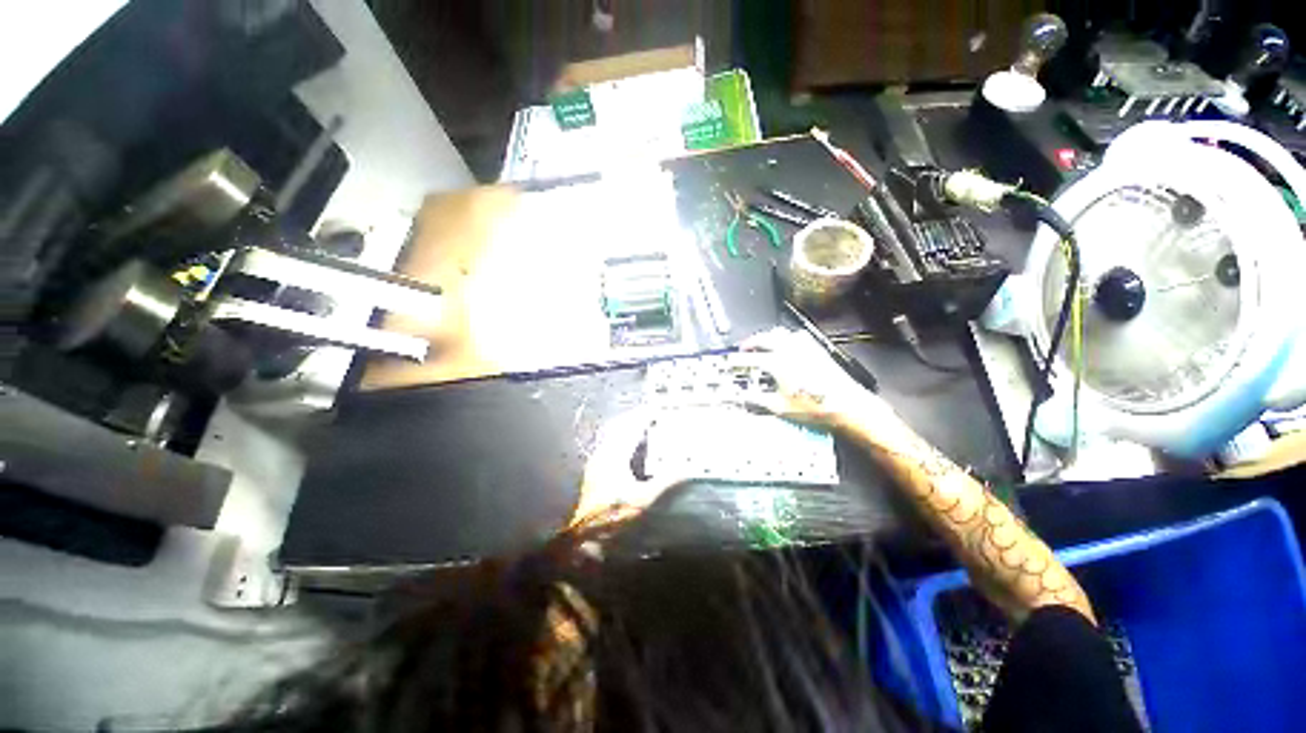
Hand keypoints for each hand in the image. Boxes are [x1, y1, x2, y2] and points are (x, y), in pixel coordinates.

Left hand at [572, 409, 683, 527]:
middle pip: (618, 427)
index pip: (631, 428)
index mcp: (615, 455)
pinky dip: (620, 437)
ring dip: (625, 426)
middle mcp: (604, 453)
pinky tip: (628, 446)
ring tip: (640, 425)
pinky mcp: (595, 468)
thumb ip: (665, 482)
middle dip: (633, 417)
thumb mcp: (644, 498)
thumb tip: (684, 469)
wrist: (587, 533)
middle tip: (649, 414)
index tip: (655, 409)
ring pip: (611, 434)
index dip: (643, 417)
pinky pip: (608, 443)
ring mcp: (597, 460)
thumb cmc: (615, 513)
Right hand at [732, 327, 898, 430]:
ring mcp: (805, 348)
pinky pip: (797, 336)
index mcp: (778, 362)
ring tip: (763, 345)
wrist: (847, 406)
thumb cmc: (815, 407)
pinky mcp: (817, 350)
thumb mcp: (780, 408)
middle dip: (752, 341)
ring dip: (769, 337)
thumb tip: (746, 398)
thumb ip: (758, 401)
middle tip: (745, 349)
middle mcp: (791, 350)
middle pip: (766, 337)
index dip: (738, 358)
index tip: (732, 360)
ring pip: (782, 333)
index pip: (752, 356)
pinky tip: (788, 347)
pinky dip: (787, 338)